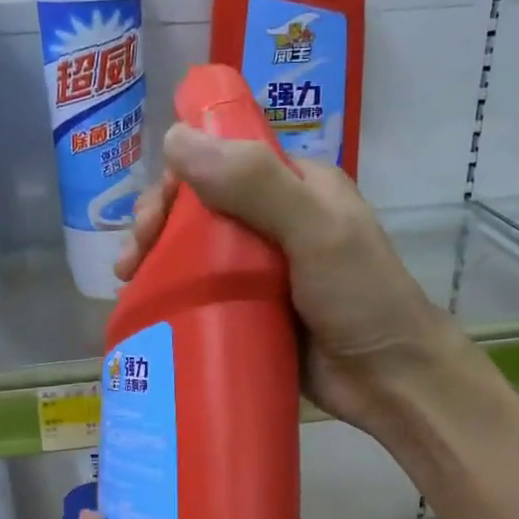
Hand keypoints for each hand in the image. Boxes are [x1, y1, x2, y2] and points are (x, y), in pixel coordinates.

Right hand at [116, 123, 468, 436]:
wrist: (390, 380)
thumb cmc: (361, 298)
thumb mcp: (315, 230)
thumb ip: (254, 183)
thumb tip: (174, 138)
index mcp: (295, 185)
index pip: (221, 161)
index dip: (177, 181)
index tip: (150, 218)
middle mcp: (275, 220)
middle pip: (200, 207)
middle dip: (159, 224)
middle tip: (132, 260)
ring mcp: (262, 269)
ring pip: (196, 250)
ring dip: (157, 259)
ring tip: (128, 283)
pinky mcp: (252, 310)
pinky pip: (204, 292)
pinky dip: (173, 293)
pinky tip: (145, 306)